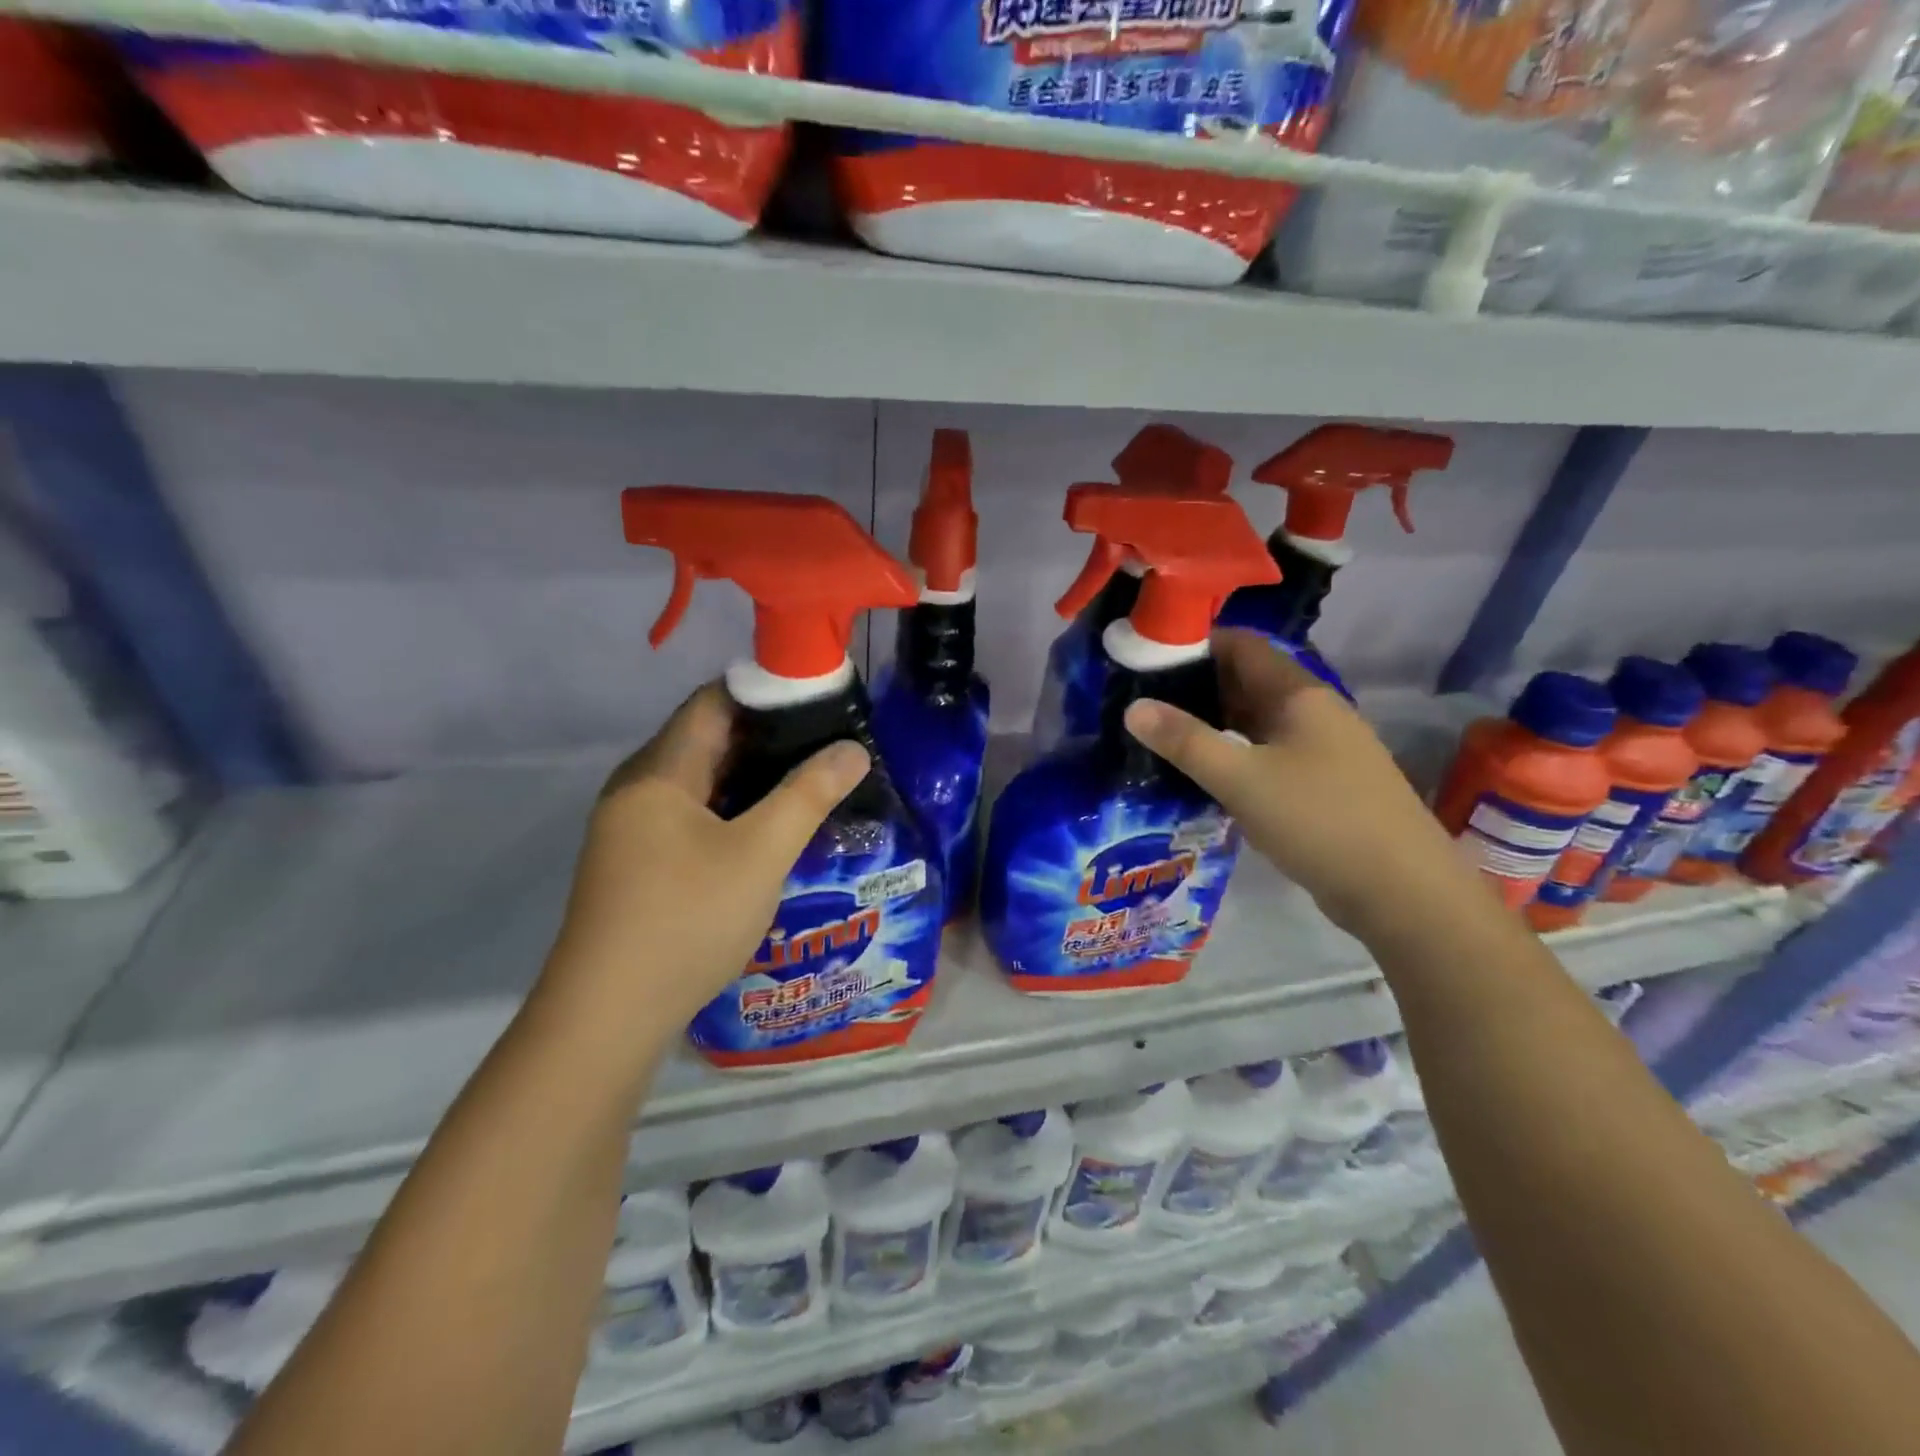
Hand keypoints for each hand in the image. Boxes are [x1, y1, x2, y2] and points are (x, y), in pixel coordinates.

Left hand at [539, 683, 869, 1034]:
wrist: (608, 1016)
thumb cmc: (686, 919)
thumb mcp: (761, 854)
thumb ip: (809, 795)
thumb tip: (853, 749)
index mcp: (658, 772)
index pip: (713, 702)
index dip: (766, 692)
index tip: (820, 699)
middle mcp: (638, 789)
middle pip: (707, 740)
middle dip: (769, 737)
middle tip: (828, 742)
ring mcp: (633, 829)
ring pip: (702, 782)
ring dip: (753, 778)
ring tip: (811, 780)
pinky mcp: (638, 863)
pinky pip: (692, 816)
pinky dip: (733, 810)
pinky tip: (770, 829)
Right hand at [1123, 630, 1482, 941]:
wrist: (1402, 890)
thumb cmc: (1319, 820)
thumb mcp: (1241, 779)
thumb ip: (1186, 741)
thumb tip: (1133, 708)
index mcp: (1299, 695)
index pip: (1241, 646)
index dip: (1195, 645)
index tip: (1147, 660)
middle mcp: (1314, 712)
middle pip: (1248, 682)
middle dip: (1197, 688)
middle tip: (1144, 704)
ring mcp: (1323, 749)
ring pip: (1257, 722)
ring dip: (1215, 725)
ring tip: (1164, 738)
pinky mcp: (1323, 784)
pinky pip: (1269, 755)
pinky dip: (1236, 756)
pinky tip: (1206, 776)